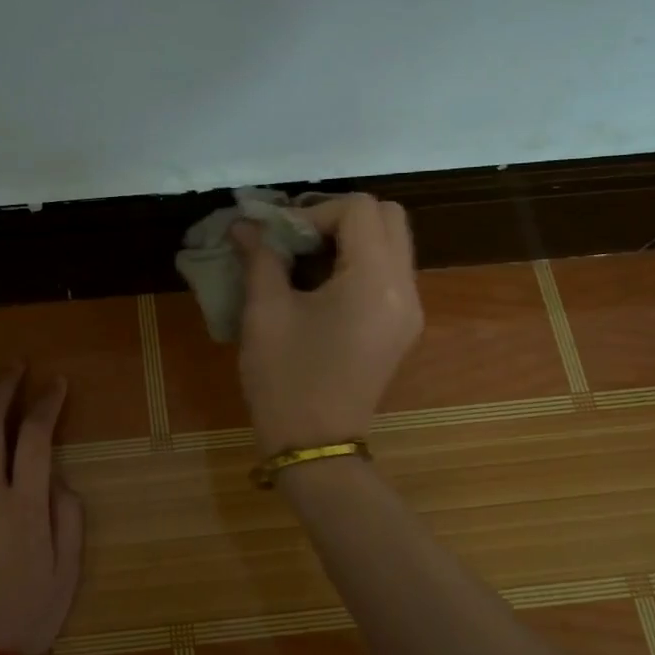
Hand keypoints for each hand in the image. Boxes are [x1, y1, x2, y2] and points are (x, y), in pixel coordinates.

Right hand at [234, 193, 423, 454]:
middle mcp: (405, 288)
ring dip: (350, 238)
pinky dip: (359, 262)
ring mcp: (409, 309)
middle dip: (339, 216)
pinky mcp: (401, 327)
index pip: (359, 209)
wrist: (314, 446)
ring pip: (392, 242)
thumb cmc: (286, 379)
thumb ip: (260, 257)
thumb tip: (245, 224)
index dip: (314, 211)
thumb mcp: (265, 313)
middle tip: (297, 239)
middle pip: (387, 216)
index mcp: (375, 280)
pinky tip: (320, 285)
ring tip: (305, 260)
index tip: (280, 237)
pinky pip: (389, 272)